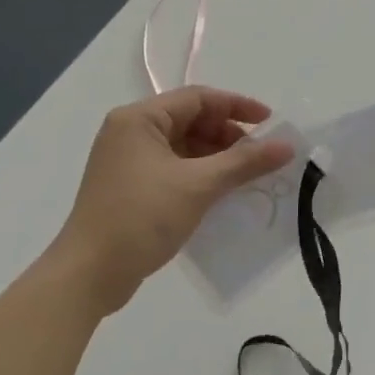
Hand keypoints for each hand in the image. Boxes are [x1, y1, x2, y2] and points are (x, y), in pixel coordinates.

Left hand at [52, 88, 294, 316]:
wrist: (88, 276)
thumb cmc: (141, 217)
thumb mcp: (198, 186)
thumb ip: (244, 162)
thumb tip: (287, 146)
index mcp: (139, 119)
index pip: (198, 98)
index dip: (237, 107)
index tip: (270, 123)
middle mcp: (130, 132)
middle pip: (191, 120)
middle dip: (228, 135)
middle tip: (260, 156)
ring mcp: (127, 161)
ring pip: (184, 146)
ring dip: (216, 157)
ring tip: (246, 176)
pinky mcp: (130, 187)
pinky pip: (174, 168)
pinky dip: (200, 174)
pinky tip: (222, 192)